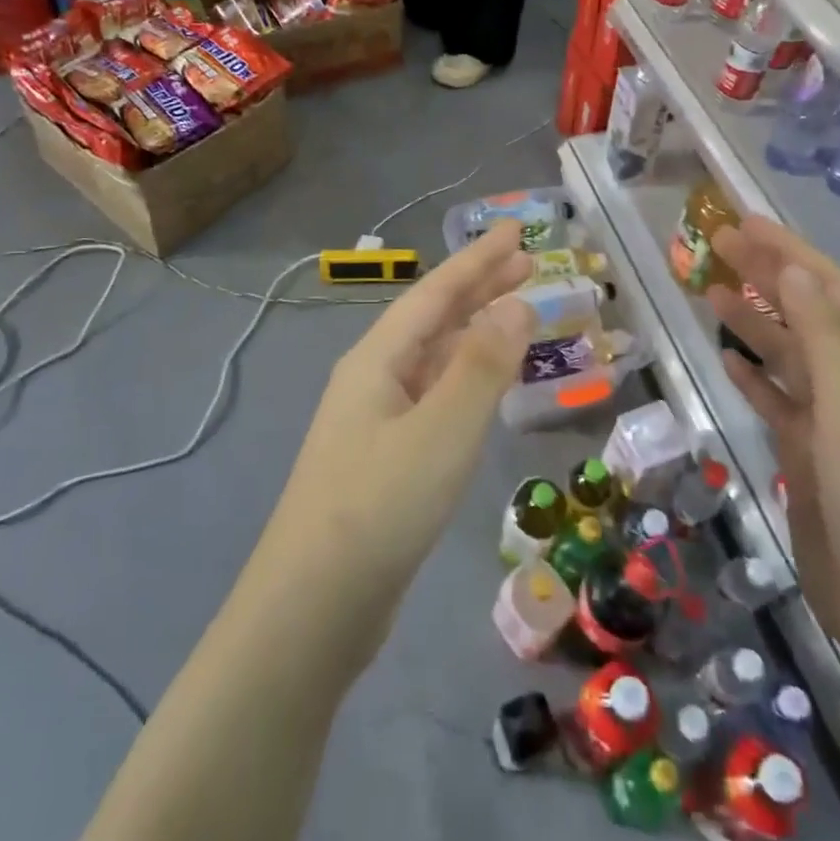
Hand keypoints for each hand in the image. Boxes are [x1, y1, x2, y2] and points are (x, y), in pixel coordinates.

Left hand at [262, 225, 535, 624]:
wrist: (313, 608)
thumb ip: (482, 365)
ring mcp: (374, 421)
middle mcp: (372, 379)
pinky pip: (432, 397)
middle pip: (432, 319)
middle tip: (526, 265)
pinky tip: (481, 388)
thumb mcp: (442, 430)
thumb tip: (516, 304)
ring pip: (432, 359)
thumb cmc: (380, 506)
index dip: (477, 260)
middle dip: (478, 288)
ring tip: (514, 316)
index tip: (514, 232)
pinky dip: (464, 378)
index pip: (436, 292)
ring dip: (472, 332)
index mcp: (378, 359)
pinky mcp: (383, 460)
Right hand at [706, 217, 839, 660]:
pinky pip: (778, 401)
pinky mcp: (811, 456)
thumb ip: (824, 336)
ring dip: (754, 321)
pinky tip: (729, 362)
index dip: (789, 253)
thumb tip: (792, 270)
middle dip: (767, 276)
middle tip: (716, 246)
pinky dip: (755, 377)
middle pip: (807, 314)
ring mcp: (835, 422)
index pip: (830, 290)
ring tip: (712, 293)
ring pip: (789, 355)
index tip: (742, 223)